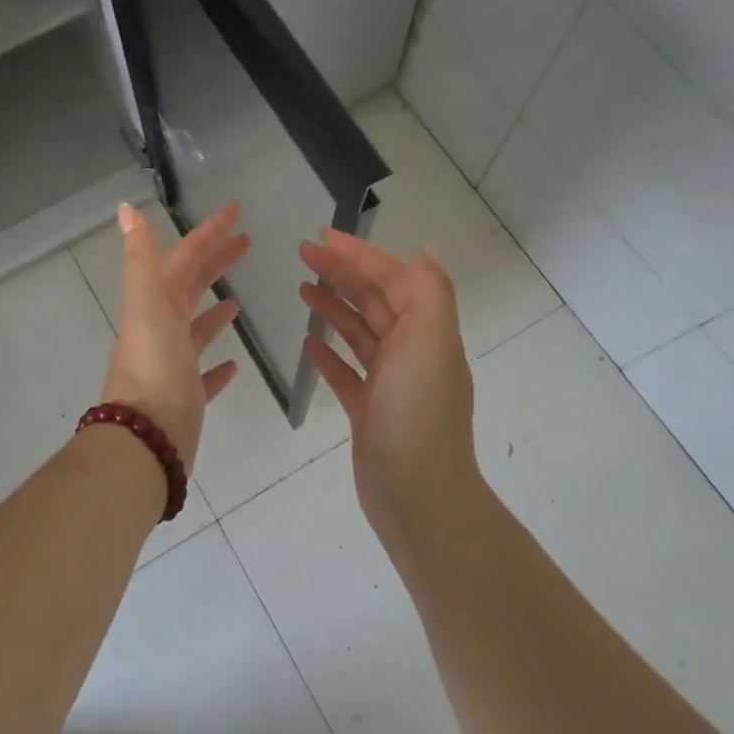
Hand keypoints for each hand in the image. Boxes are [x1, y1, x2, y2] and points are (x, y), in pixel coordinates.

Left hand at [101, 203, 248, 469]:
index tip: (236, 210)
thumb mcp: (147, 306)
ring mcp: (174, 364)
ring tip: (238, 301)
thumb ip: (141, 259)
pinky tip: (235, 363)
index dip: (208, 232)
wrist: (146, 439)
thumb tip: (126, 208)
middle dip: (216, 262)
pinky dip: (218, 365)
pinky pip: (204, 374)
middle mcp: (162, 330)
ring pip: (196, 330)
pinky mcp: (187, 396)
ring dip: (214, 311)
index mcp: (155, 305)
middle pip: (191, 286)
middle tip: (247, 243)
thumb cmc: (154, 368)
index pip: (185, 257)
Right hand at [299, 233, 477, 522]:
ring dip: (334, 307)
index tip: (322, 236)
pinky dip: (329, 354)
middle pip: (374, 300)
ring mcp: (390, 383)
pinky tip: (308, 344)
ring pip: (359, 333)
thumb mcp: (431, 343)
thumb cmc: (419, 414)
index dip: (360, 255)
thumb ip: (429, 292)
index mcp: (427, 331)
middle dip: (341, 273)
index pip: (393, 279)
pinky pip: (347, 373)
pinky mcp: (370, 411)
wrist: (417, 496)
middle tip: (302, 253)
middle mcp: (412, 351)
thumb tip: (426, 247)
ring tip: (302, 289)